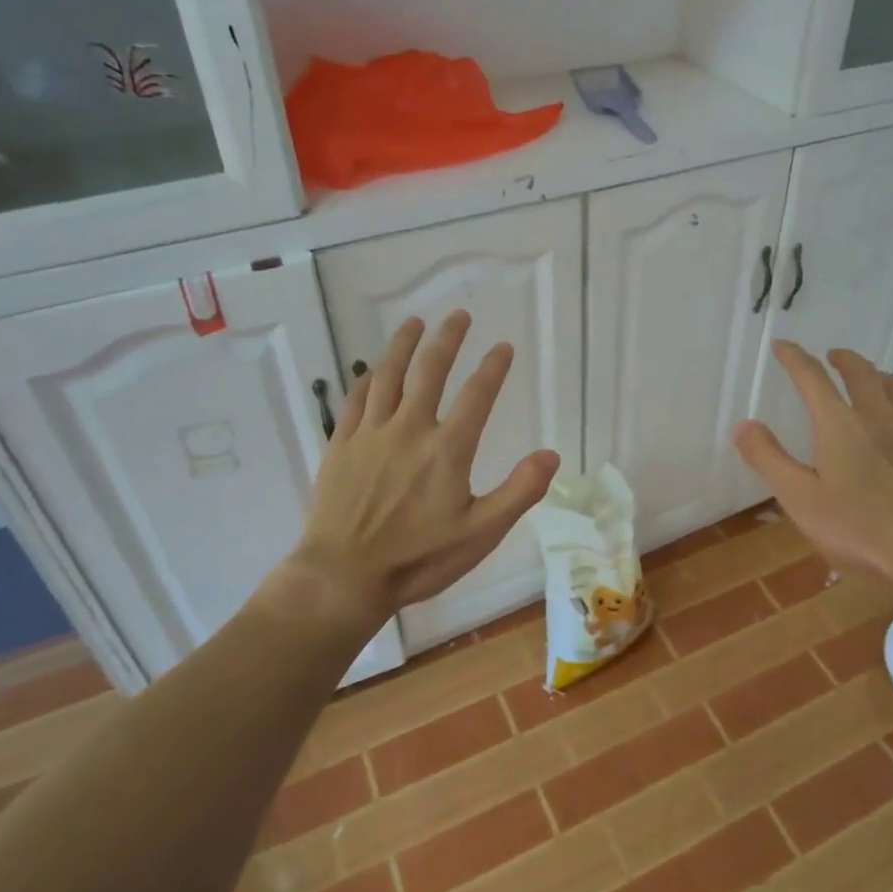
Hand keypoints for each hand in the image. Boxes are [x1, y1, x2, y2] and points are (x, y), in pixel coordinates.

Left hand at [272, 312, 559, 624]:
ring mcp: (371, 434)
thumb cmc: (418, 558)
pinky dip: (364, 379)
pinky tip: (370, 370)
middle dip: (447, 339)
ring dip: (403, 346)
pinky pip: (354, 401)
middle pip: (430, 371)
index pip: (477, 395)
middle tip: (458, 315)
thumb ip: (519, 492)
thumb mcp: (481, 534)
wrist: (343, 576)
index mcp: (447, 449)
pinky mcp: (341, 446)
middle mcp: (409, 429)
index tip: (503, 346)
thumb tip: (551, 455)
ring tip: (414, 323)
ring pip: (388, 376)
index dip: (493, 367)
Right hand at [733, 342, 892, 616]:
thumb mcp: (800, 499)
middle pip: (861, 372)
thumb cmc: (860, 528)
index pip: (812, 378)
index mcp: (840, 424)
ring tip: (870, 380)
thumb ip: (769, 459)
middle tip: (831, 356)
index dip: (794, 358)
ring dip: (878, 376)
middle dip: (843, 359)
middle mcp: (879, 416)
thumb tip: (743, 425)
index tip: (782, 345)